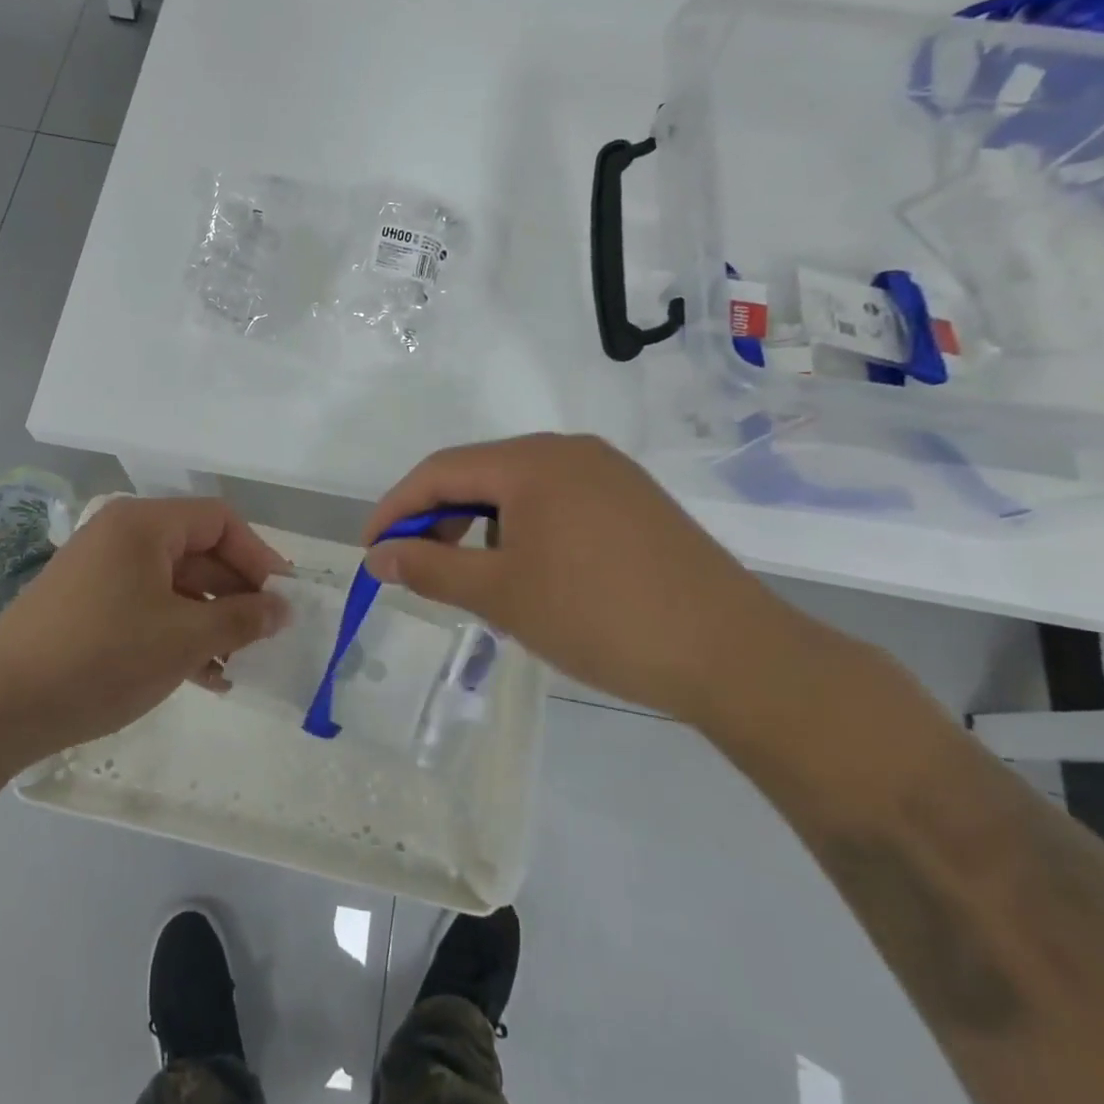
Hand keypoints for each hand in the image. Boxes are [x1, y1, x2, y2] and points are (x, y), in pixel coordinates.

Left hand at [0, 496, 291, 762]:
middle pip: (198, 551)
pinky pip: (147, 606)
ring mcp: (101, 571)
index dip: (258, 556)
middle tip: (262, 638)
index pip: (220, 521)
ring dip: (210, 621)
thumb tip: (283, 608)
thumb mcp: (183, 638)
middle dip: (235, 595)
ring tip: (235, 667)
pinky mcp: (87, 605)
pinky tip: (201, 676)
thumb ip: (241, 618)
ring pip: (175, 585)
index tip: (282, 599)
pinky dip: (177, 632)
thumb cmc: (101, 657)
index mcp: (144, 524)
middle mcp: (122, 535)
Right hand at [361, 434, 823, 723]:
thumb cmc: (599, 617)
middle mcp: (568, 450)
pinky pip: (556, 503)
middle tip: (420, 568)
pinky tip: (532, 575)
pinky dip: (524, 531)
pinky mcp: (634, 500)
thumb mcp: (500, 594)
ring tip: (478, 581)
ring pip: (518, 490)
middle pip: (480, 474)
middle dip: (439, 518)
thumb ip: (430, 567)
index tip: (372, 550)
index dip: (395, 507)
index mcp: (532, 460)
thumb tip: (378, 556)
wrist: (732, 653)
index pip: (440, 470)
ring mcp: (608, 473)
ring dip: (482, 527)